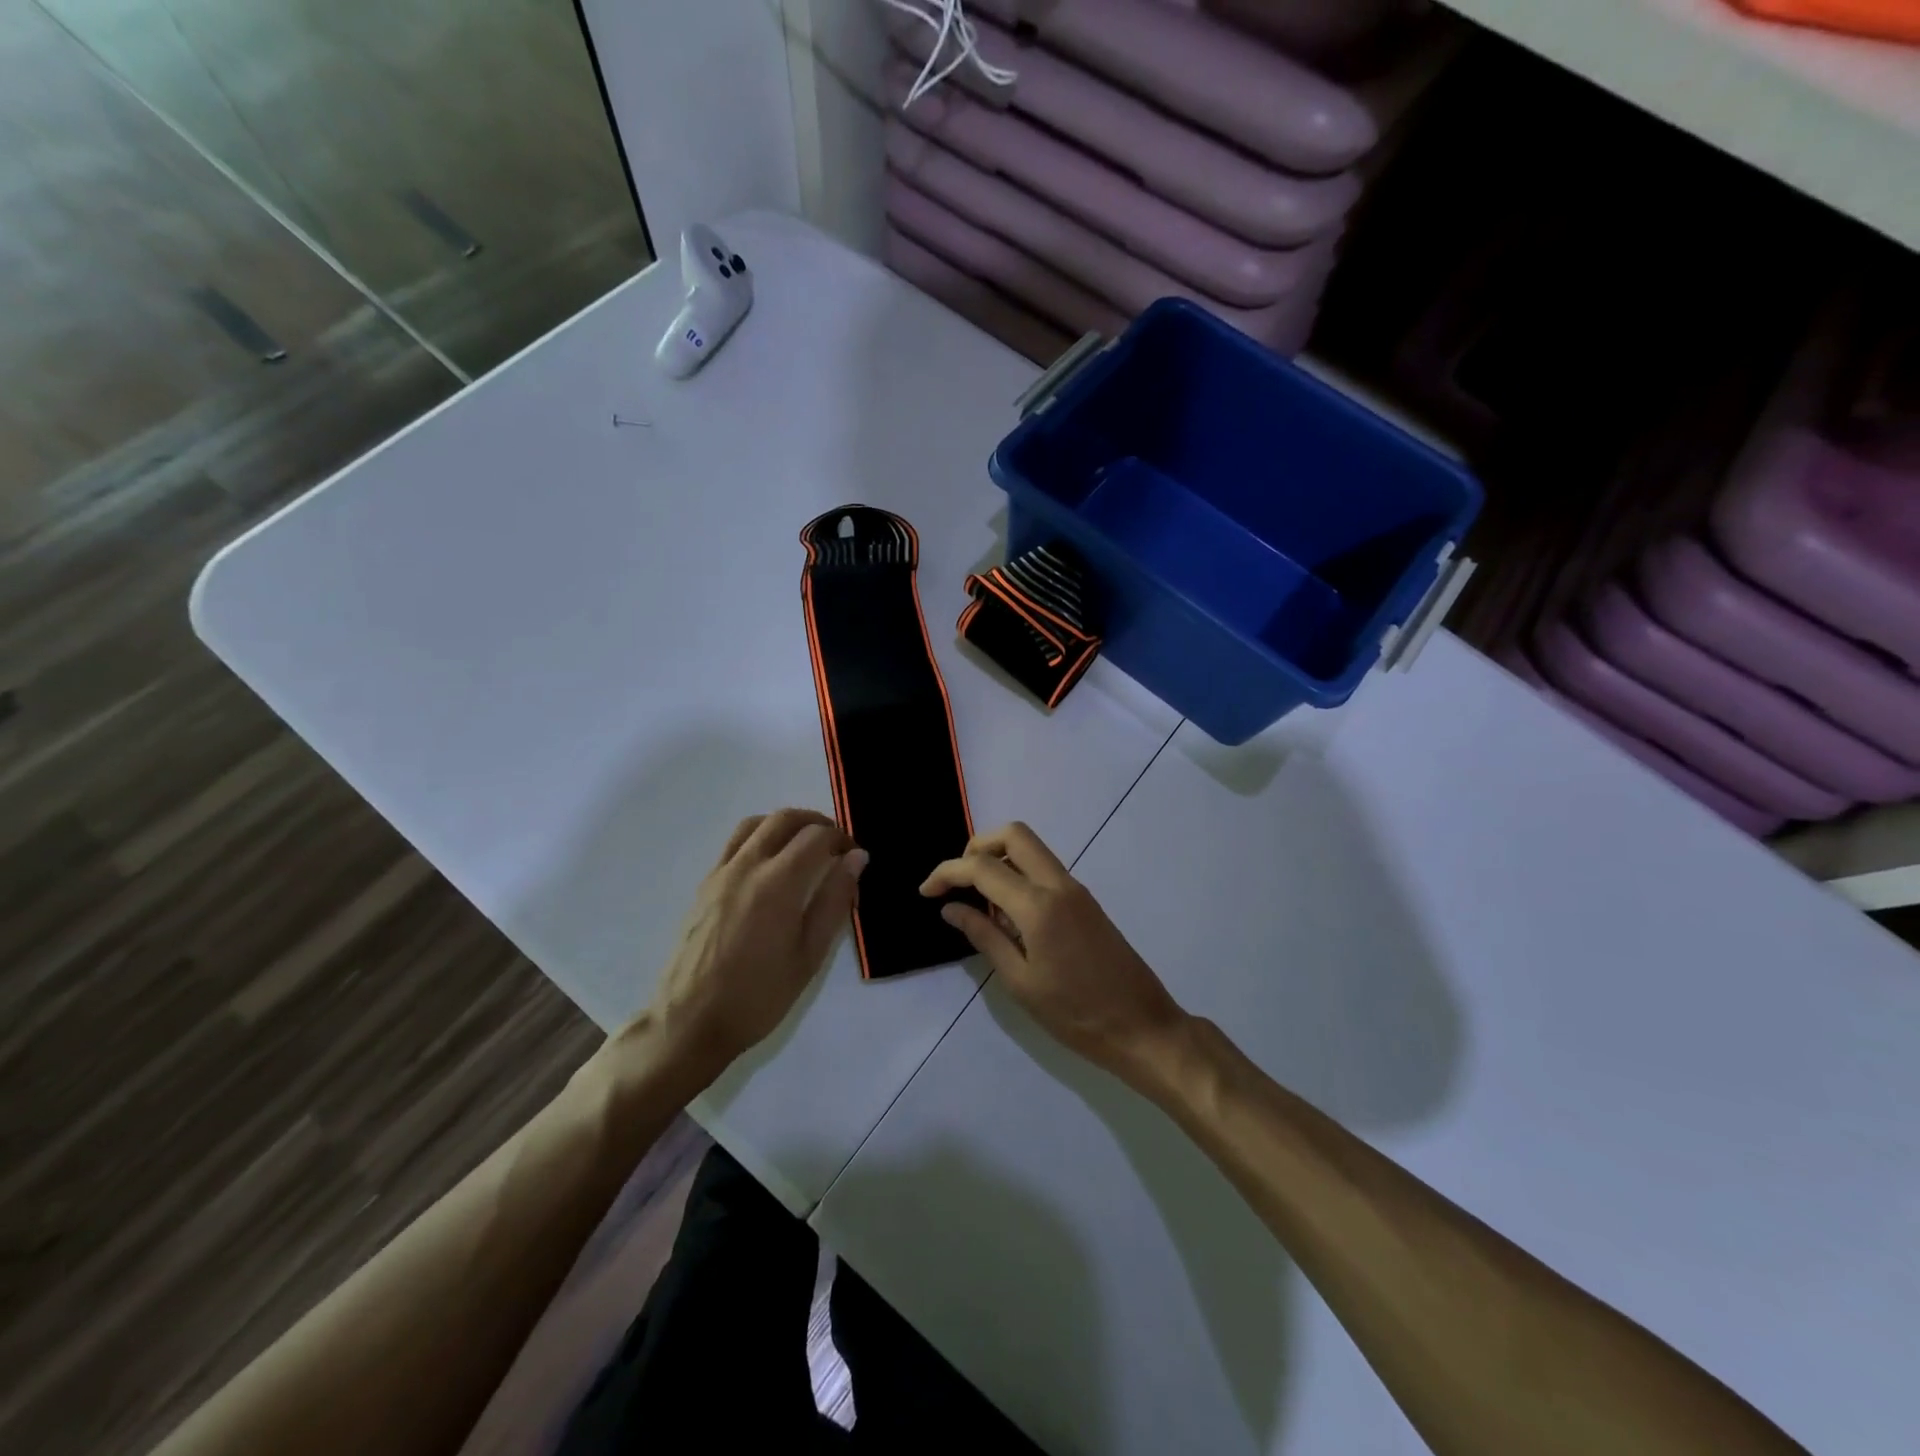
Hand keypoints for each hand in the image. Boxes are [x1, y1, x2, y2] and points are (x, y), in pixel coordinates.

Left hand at [640, 809, 866, 1083]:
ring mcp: (720, 873)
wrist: (689, 1022)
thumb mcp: (809, 955)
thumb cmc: (758, 996)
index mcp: (777, 883)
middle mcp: (747, 866)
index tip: (855, 857)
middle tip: (835, 844)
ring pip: (755, 824)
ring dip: (785, 824)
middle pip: (784, 819)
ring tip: (803, 847)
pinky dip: (760, 837)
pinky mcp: (704, 885)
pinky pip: (735, 843)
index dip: (842, 839)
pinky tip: (771, 866)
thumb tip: (856, 858)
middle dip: (816, 822)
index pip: (816, 837)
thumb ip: (834, 900)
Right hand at [921, 823, 1184, 1079]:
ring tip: (979, 904)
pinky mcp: (1085, 901)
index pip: (983, 867)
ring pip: (1031, 849)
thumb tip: (951, 907)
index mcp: (1039, 905)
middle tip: (958, 882)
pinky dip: (1018, 875)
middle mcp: (1059, 884)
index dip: (947, 872)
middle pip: (1014, 834)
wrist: (1142, 1027)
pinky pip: (1044, 870)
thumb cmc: (1076, 1014)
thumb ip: (984, 937)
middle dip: (977, 847)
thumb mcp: (1020, 982)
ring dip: (999, 859)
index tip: (926, 892)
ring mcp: (1076, 890)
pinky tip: (1007, 917)